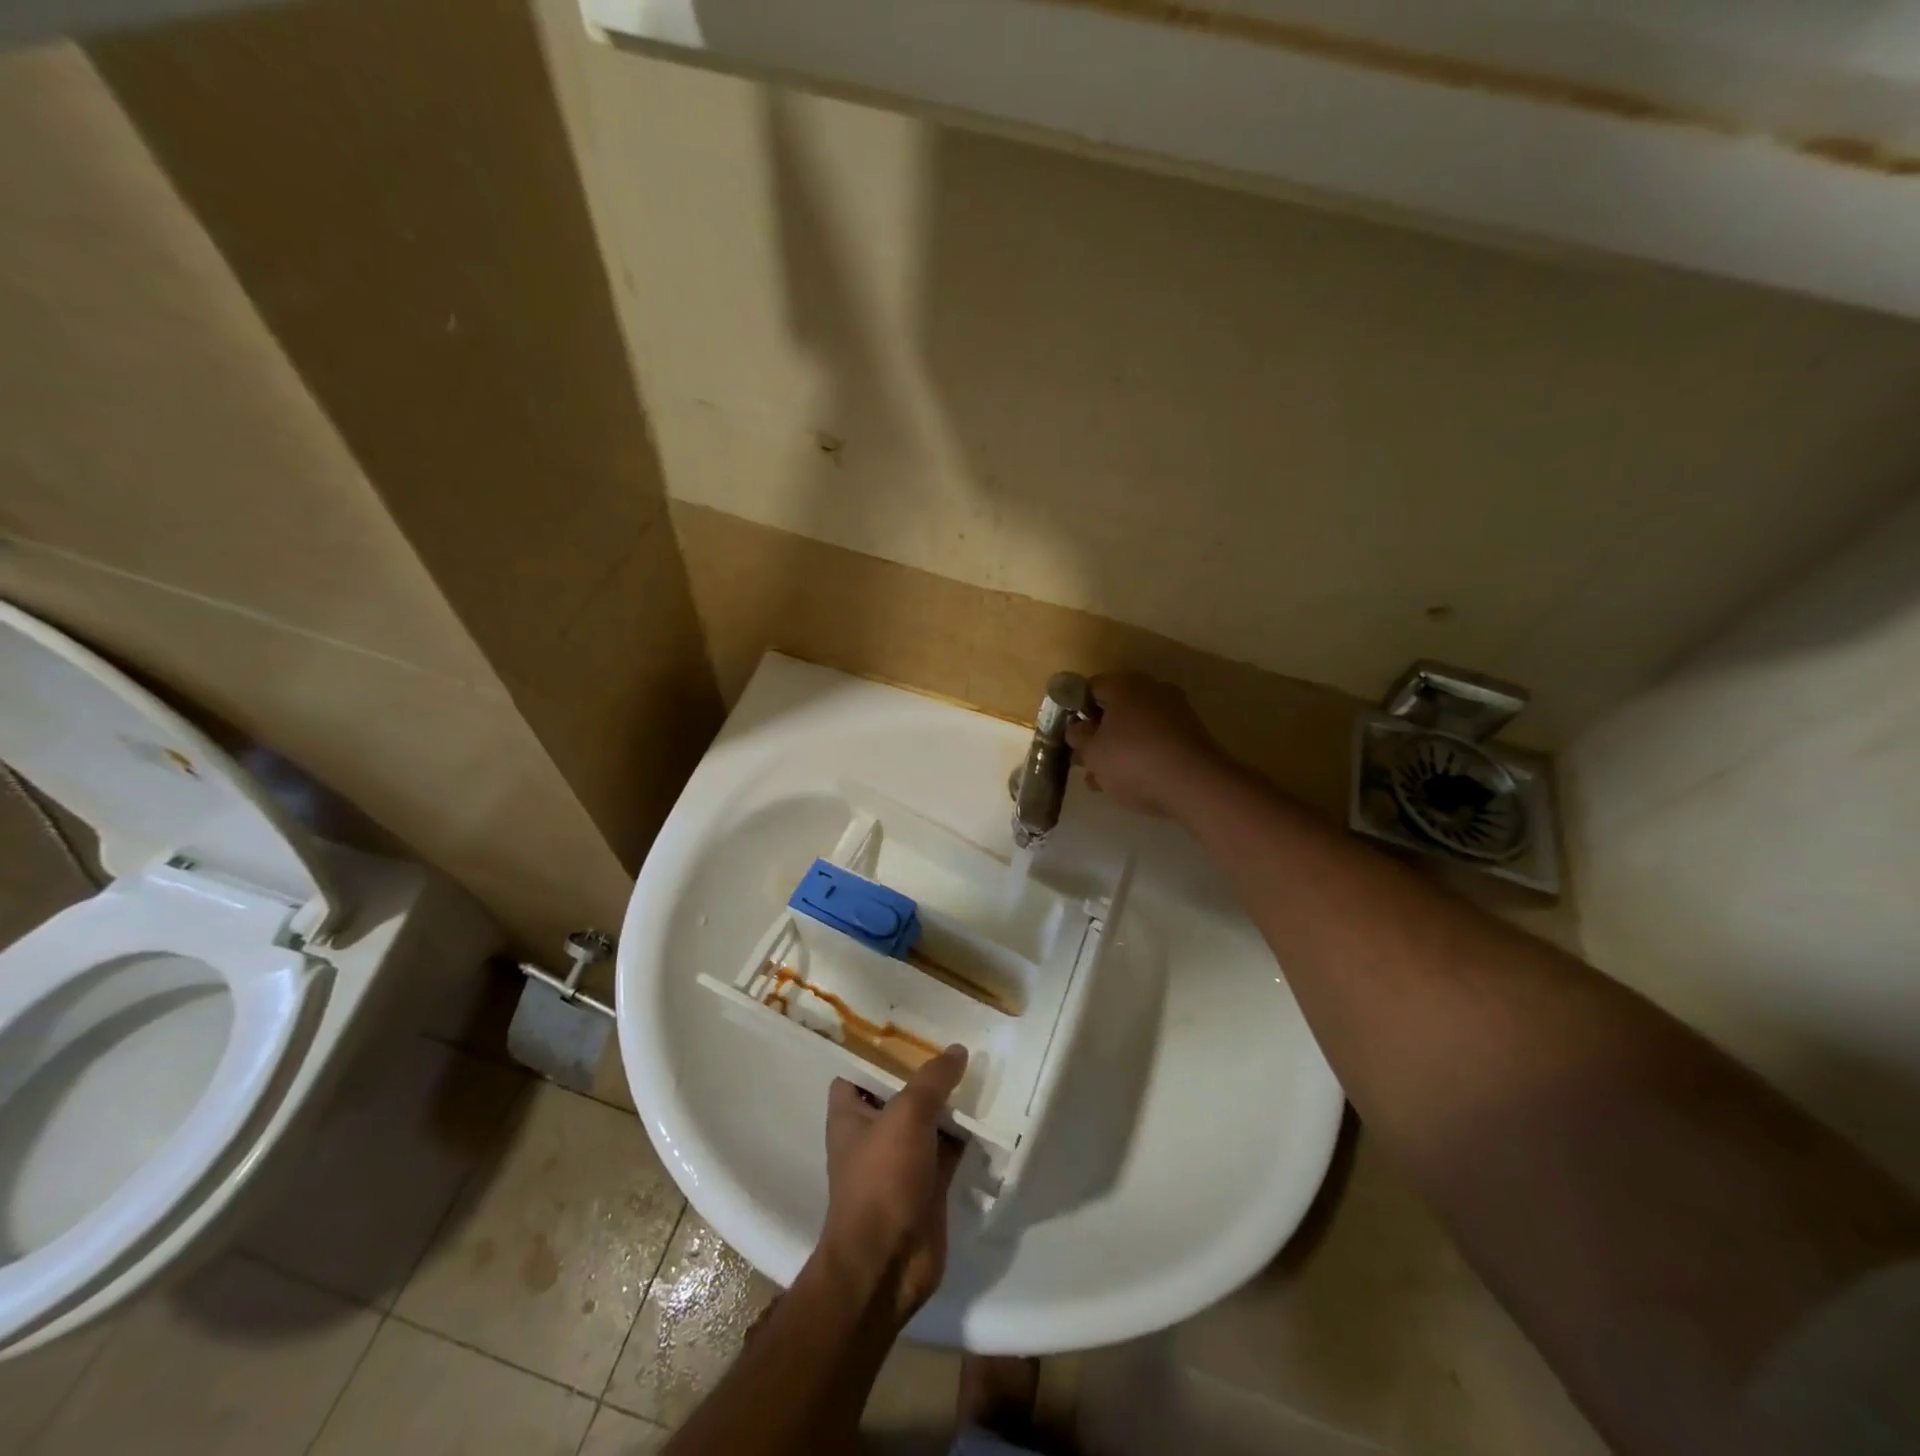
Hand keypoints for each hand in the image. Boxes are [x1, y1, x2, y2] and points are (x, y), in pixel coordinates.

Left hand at [818, 1046, 968, 1324]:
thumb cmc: (882, 1179)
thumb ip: (932, 1079)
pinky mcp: (929, 1183)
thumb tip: (957, 1050)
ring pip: (928, 1119)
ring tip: (981, 1065)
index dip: (878, 1048)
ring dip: (950, 1102)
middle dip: (925, 1071)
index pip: (858, 1069)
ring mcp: (902, 1160)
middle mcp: (873, 1132)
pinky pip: (950, 1148)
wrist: (889, 1264)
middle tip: (958, 1039)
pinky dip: (968, 1134)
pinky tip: (992, 1111)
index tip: (909, 1026)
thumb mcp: (906, 1115)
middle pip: (900, 1091)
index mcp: (850, 1113)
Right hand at [1064, 672, 1233, 819]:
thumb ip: (1078, 736)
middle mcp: (1152, 690)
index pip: (1090, 688)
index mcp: (1124, 685)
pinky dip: (1140, 757)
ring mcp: (1176, 712)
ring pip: (1135, 728)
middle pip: (1115, 709)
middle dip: (1097, 734)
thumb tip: (1077, 727)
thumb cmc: (1132, 761)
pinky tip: (1128, 783)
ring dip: (1117, 750)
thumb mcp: (1092, 752)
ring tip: (1101, 780)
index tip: (1068, 734)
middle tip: (1083, 759)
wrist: (1195, 785)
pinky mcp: (1191, 736)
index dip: (1074, 710)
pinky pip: (1155, 742)